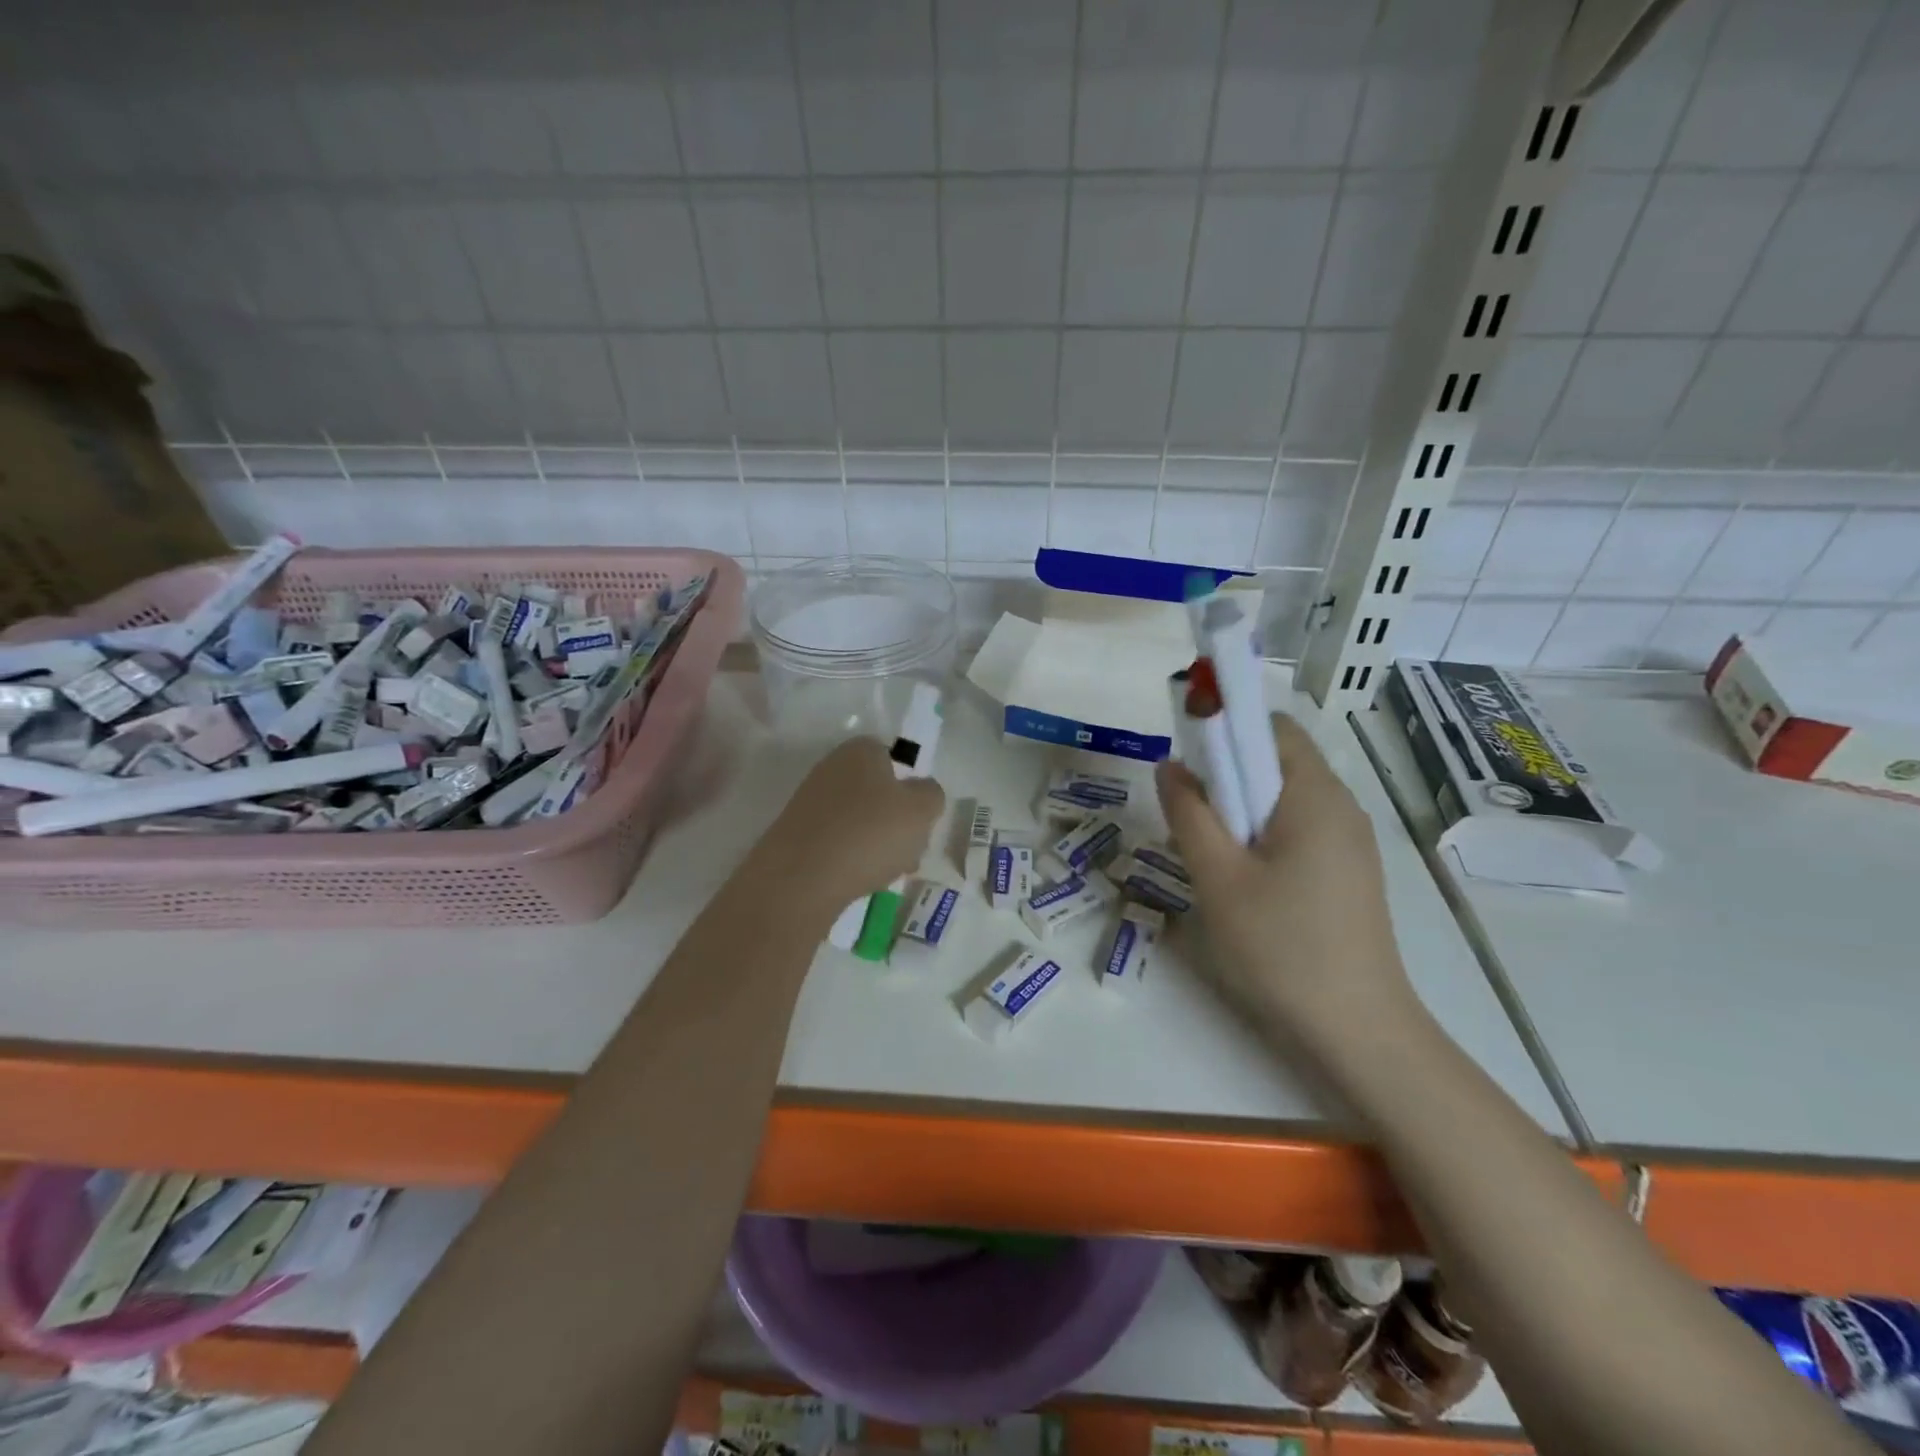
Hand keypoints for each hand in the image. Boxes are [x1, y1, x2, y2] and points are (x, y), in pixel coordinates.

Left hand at [752, 737, 944, 911]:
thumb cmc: (869, 832)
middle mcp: (831, 768)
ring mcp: (810, 802)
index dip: (911, 787)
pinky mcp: (797, 835)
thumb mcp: (921, 809)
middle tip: (910, 850)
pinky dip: (852, 858)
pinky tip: (860, 880)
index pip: (894, 758)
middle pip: (878, 792)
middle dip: (896, 821)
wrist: (800, 879)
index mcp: (860, 750)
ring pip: (860, 820)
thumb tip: (922, 792)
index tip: (920, 817)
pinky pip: (837, 842)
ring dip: (878, 843)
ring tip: (888, 872)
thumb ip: (931, 794)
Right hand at [1155, 714, 1415, 1047]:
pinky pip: (1297, 829)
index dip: (1225, 728)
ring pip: (1283, 798)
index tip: (1187, 759)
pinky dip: (1261, 834)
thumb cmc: (1280, 944)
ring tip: (1209, 854)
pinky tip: (1241, 879)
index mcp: (1314, 795)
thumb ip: (1188, 812)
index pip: (1270, 726)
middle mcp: (1340, 806)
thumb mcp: (1217, 876)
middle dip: (1226, 774)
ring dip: (1239, 809)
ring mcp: (1349, 841)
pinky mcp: (1347, 872)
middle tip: (1189, 815)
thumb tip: (1170, 765)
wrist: (1356, 1029)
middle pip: (1276, 761)